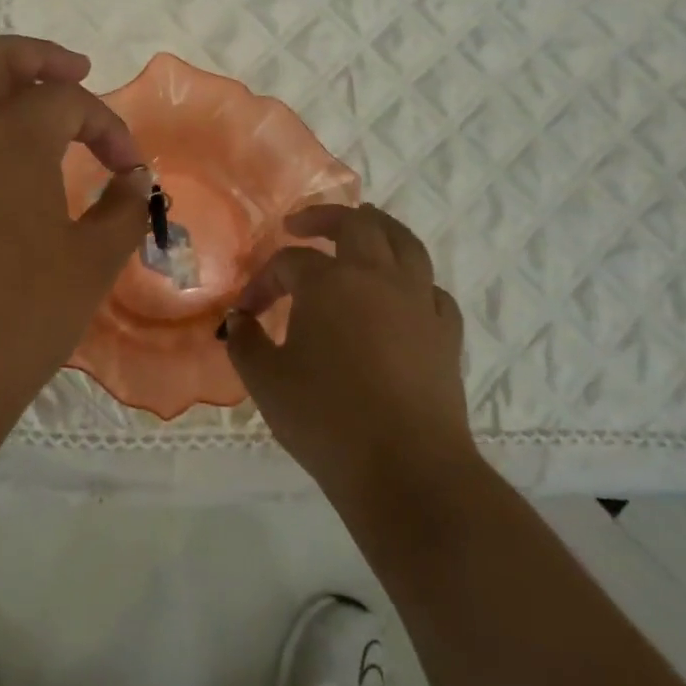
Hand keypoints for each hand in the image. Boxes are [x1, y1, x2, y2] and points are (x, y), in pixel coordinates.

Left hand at [0, 37, 152, 462]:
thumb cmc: (16, 320)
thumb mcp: (90, 266)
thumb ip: (121, 211)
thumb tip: (134, 179)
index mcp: (7, 136)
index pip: (68, 101)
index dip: (108, 126)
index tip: (129, 167)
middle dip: (38, 58)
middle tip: (72, 71)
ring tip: (8, 105)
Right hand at [223, 204, 473, 512]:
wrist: (405, 468)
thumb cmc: (326, 420)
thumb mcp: (266, 382)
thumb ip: (245, 342)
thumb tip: (239, 321)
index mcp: (331, 282)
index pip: (289, 262)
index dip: (262, 281)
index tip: (246, 312)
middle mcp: (378, 277)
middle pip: (356, 224)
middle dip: (323, 217)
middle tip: (300, 225)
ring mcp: (419, 301)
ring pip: (405, 242)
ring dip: (379, 228)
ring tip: (362, 228)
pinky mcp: (446, 332)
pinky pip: (430, 288)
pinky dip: (412, 281)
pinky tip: (402, 295)